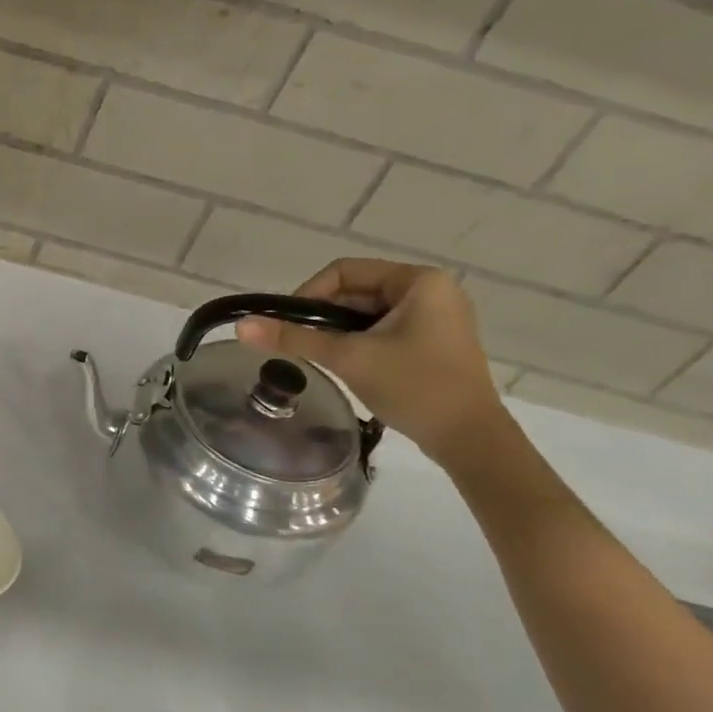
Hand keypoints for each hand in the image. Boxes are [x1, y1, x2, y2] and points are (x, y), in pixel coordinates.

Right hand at [235, 259, 508, 463]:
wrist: (471, 440)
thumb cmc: (414, 387)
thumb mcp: (348, 358)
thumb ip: (294, 338)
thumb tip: (242, 325)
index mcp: (418, 281)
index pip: (344, 271)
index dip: (308, 294)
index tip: (288, 326)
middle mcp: (431, 290)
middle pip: (355, 291)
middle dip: (324, 317)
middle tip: (303, 346)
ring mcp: (437, 316)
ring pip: (367, 313)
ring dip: (340, 332)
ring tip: (324, 359)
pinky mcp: (435, 340)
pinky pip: (384, 329)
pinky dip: (359, 342)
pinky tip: (350, 366)